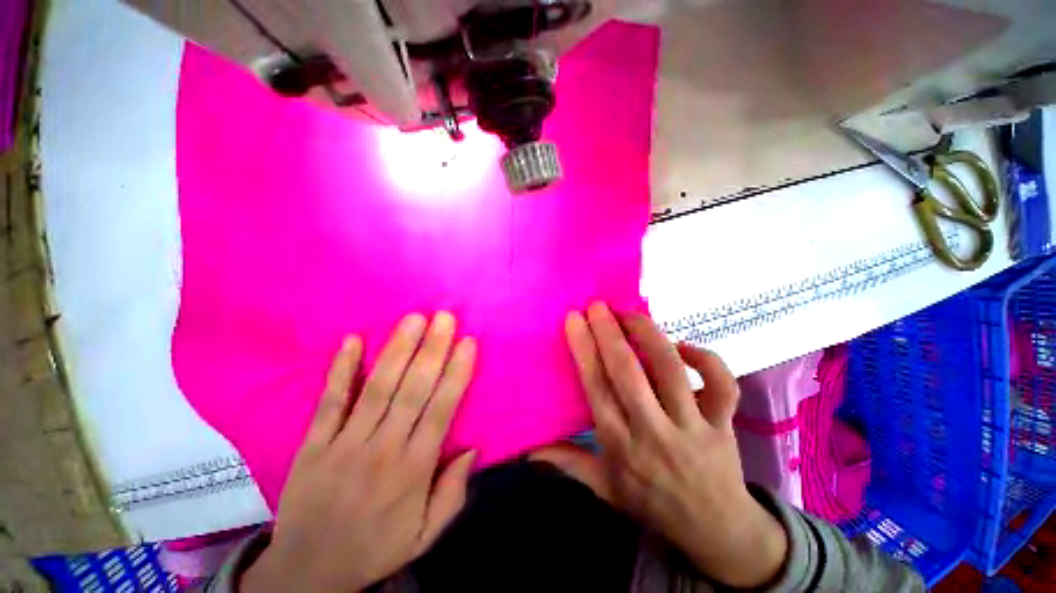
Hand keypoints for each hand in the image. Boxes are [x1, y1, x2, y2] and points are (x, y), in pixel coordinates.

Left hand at [242, 313, 476, 591]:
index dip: (456, 373)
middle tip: (444, 317)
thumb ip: (453, 493)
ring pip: (376, 388)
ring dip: (396, 350)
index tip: (468, 343)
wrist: (308, 572)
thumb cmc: (375, 547)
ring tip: (413, 319)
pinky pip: (330, 401)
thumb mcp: (425, 535)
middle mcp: (383, 449)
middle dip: (431, 350)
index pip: (441, 409)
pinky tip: (352, 340)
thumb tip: (473, 449)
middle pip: (412, 391)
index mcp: (414, 470)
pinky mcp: (313, 444)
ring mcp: (344, 444)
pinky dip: (341, 370)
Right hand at [534, 303, 787, 587]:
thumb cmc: (652, 503)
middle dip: (609, 333)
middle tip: (596, 306)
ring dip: (648, 335)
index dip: (583, 350)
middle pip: (628, 373)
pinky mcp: (724, 423)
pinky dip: (706, 359)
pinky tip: (683, 346)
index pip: (596, 388)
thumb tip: (529, 450)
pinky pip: (721, 384)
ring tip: (630, 314)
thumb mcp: (605, 488)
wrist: (717, 530)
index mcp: (621, 445)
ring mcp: (693, 426)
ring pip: (671, 370)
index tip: (573, 320)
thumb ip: (569, 463)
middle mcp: (654, 432)